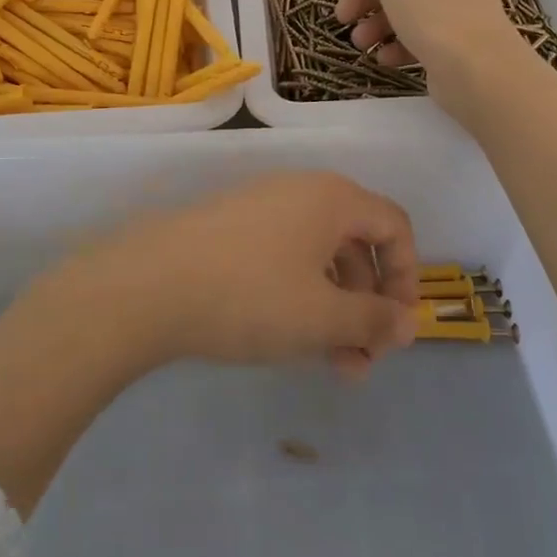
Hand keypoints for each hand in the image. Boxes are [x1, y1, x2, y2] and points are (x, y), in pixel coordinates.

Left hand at [65, 172, 420, 378]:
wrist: (148, 285)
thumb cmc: (251, 295)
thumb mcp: (322, 317)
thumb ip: (374, 321)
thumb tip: (408, 324)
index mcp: (333, 198)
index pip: (394, 226)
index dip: (408, 276)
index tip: (398, 327)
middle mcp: (301, 191)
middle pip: (357, 244)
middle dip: (367, 305)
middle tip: (363, 361)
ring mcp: (261, 207)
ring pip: (318, 258)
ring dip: (335, 310)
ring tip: (332, 365)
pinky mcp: (231, 228)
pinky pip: (284, 258)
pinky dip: (300, 297)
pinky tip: (289, 339)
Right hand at [332, 0, 533, 107]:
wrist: (478, 68)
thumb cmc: (433, 9)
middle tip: (342, 16)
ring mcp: (457, 6)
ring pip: (406, 8)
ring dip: (376, 23)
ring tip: (360, 43)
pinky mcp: (456, 40)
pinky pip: (419, 36)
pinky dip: (397, 44)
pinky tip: (384, 58)